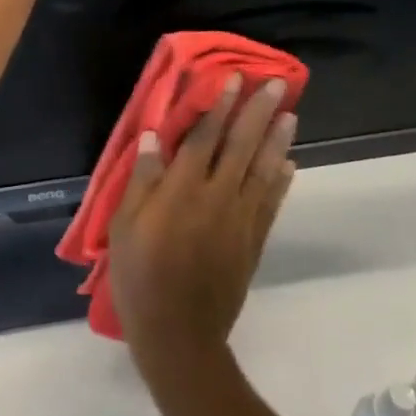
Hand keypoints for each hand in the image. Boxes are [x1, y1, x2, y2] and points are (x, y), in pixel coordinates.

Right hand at [108, 75, 297, 377]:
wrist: (179, 336)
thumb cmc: (141, 277)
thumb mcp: (125, 226)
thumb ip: (142, 178)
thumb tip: (154, 135)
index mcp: (183, 190)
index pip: (205, 137)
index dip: (220, 106)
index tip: (234, 80)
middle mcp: (218, 196)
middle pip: (241, 145)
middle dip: (258, 112)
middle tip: (275, 84)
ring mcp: (240, 219)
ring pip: (263, 170)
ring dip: (277, 139)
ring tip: (290, 113)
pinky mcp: (253, 242)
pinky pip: (271, 203)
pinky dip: (281, 181)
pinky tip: (289, 163)